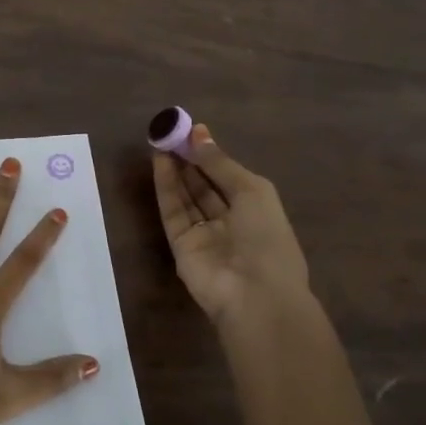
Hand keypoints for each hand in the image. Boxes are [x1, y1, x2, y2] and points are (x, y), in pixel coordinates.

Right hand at [152, 123, 309, 329]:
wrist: (254, 294)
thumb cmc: (266, 238)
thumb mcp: (252, 191)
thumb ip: (220, 163)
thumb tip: (199, 134)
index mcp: (256, 210)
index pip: (228, 177)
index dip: (211, 154)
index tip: (193, 130)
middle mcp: (229, 221)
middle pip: (204, 185)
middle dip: (189, 159)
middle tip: (171, 132)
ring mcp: (203, 234)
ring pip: (186, 196)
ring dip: (175, 168)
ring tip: (161, 140)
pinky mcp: (180, 244)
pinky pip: (172, 210)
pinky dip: (166, 186)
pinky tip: (159, 162)